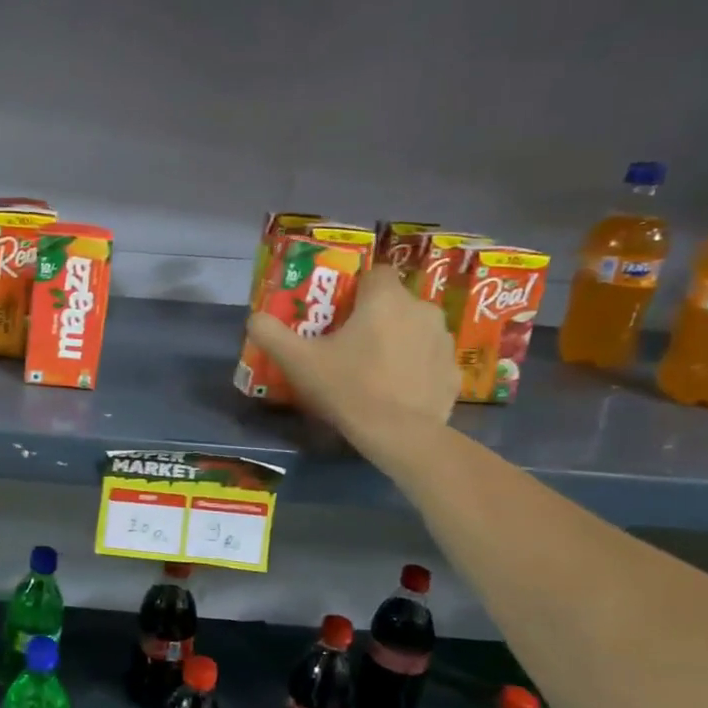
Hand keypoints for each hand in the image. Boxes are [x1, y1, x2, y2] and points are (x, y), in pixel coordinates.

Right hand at [246, 265, 458, 462]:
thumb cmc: (347, 387)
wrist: (400, 435)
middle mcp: (422, 310)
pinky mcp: (453, 372)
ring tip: (373, 368)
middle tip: (349, 344)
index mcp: (385, 299)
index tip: (339, 312)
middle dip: (375, 316)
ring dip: (398, 339)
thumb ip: (270, 334)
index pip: (376, 273)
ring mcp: (443, 341)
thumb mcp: (297, 361)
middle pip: (395, 302)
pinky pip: (429, 360)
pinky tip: (396, 390)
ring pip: (415, 328)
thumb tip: (254, 318)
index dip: (357, 288)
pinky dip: (415, 368)